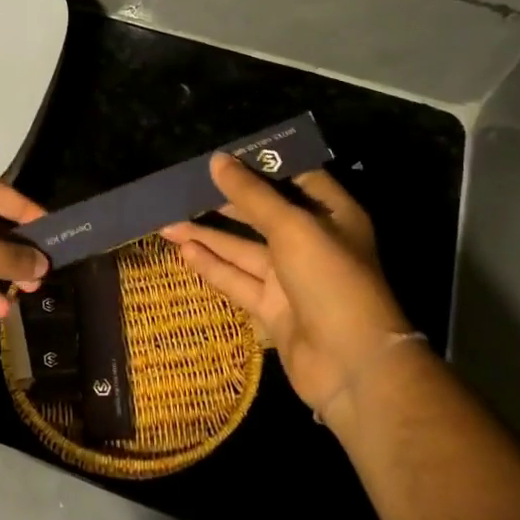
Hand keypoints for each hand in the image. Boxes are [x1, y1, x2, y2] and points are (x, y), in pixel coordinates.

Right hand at [162, 154, 412, 415]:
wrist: (351, 363)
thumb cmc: (330, 280)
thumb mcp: (291, 227)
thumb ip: (252, 195)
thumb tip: (218, 160)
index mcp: (331, 215)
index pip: (295, 178)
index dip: (260, 165)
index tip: (223, 156)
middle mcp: (312, 242)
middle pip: (262, 214)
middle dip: (225, 202)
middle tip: (184, 189)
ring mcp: (291, 278)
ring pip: (243, 249)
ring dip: (208, 236)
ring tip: (167, 221)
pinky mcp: (272, 308)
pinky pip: (237, 280)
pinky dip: (212, 266)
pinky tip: (184, 252)